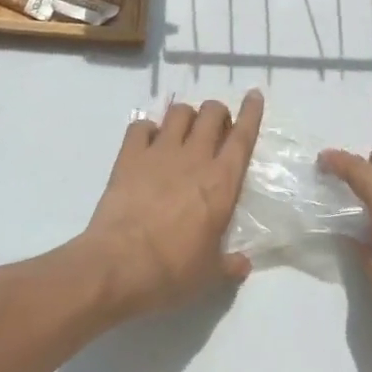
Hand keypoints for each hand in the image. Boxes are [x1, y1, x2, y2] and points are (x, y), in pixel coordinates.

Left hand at [77, 90, 263, 317]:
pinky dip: (147, 129)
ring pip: (178, 112)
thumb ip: (230, 265)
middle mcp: (194, 158)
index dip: (251, 113)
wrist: (118, 265)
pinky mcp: (128, 156)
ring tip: (183, 131)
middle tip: (215, 127)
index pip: (242, 138)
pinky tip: (147, 142)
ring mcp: (159, 153)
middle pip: (211, 113)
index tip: (254, 95)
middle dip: (217, 112)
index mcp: (221, 183)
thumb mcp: (209, 276)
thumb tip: (243, 263)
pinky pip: (140, 126)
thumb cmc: (171, 271)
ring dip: (186, 116)